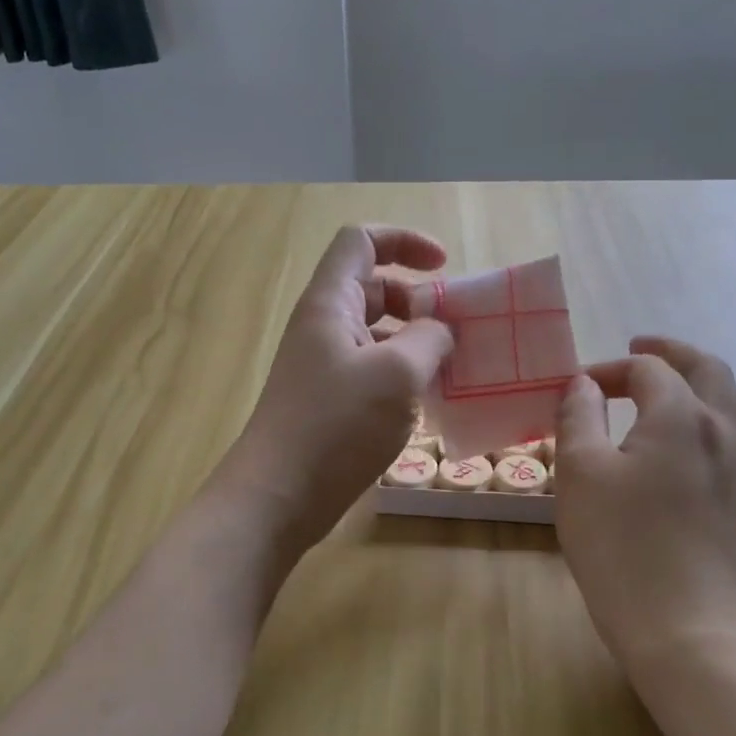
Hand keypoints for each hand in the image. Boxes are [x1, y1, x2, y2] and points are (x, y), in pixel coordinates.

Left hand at [220, 226, 453, 552]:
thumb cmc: (336, 425)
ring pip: (376, 333)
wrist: (278, 495)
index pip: (362, 240)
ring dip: (415, 341)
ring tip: (451, 369)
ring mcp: (324, 366)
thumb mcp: (397, 374)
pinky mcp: (329, 402)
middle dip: (418, 300)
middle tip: (456, 331)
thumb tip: (441, 332)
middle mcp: (323, 326)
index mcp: (331, 302)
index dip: (405, 241)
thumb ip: (429, 339)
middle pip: (374, 287)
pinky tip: (428, 404)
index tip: (444, 268)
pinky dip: (402, 375)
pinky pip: (372, 371)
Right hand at [553, 337, 735, 672]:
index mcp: (682, 416)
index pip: (648, 370)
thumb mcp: (579, 472)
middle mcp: (725, 431)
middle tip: (641, 348)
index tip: (576, 388)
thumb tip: (585, 384)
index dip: (610, 369)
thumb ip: (579, 416)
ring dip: (715, 385)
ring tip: (690, 389)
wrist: (679, 623)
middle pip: (709, 371)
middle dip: (673, 353)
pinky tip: (723, 446)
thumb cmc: (619, 543)